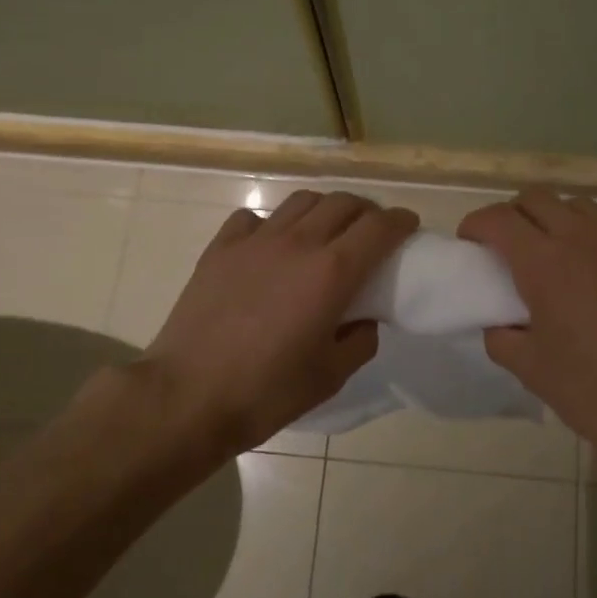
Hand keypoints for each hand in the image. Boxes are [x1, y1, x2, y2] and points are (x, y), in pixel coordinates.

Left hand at [145, 190, 417, 455]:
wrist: (187, 396)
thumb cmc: (266, 392)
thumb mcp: (331, 376)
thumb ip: (360, 340)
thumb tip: (363, 318)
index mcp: (332, 272)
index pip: (379, 227)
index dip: (400, 221)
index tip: (409, 226)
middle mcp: (298, 243)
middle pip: (343, 203)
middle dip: (367, 210)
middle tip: (371, 231)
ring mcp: (256, 240)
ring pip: (302, 201)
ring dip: (325, 209)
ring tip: (326, 231)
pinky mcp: (221, 248)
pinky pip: (255, 218)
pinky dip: (273, 223)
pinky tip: (272, 245)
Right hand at [459, 189, 596, 482]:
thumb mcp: (532, 371)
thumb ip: (503, 338)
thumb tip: (500, 323)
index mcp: (545, 263)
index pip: (498, 218)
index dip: (476, 224)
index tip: (470, 243)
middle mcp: (582, 237)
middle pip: (536, 197)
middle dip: (512, 214)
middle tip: (506, 247)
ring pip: (576, 205)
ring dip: (553, 219)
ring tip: (552, 254)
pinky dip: (591, 234)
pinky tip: (595, 268)